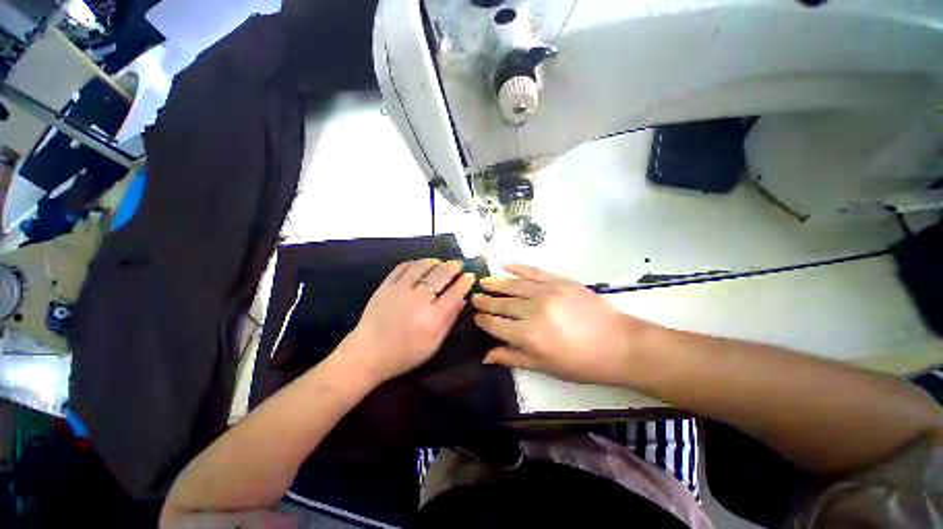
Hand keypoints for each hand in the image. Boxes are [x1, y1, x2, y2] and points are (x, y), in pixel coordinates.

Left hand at [340, 259, 475, 383]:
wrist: (367, 354)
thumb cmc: (404, 354)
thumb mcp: (433, 344)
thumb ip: (449, 321)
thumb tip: (462, 300)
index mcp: (431, 317)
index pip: (454, 292)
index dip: (465, 281)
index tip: (470, 275)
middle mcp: (418, 299)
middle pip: (440, 275)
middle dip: (453, 267)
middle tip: (459, 264)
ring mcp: (400, 290)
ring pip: (422, 267)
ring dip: (434, 261)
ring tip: (441, 262)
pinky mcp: (386, 286)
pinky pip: (402, 267)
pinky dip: (414, 263)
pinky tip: (420, 264)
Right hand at [472, 263, 655, 385]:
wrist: (618, 344)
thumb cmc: (581, 362)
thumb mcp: (545, 367)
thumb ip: (512, 358)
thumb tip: (485, 356)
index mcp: (528, 336)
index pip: (496, 325)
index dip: (484, 321)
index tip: (476, 317)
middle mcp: (533, 311)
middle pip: (502, 304)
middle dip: (485, 302)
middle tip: (474, 298)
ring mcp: (546, 292)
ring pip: (513, 286)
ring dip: (495, 283)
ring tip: (483, 282)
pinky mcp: (558, 281)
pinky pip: (532, 271)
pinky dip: (517, 266)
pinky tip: (503, 263)